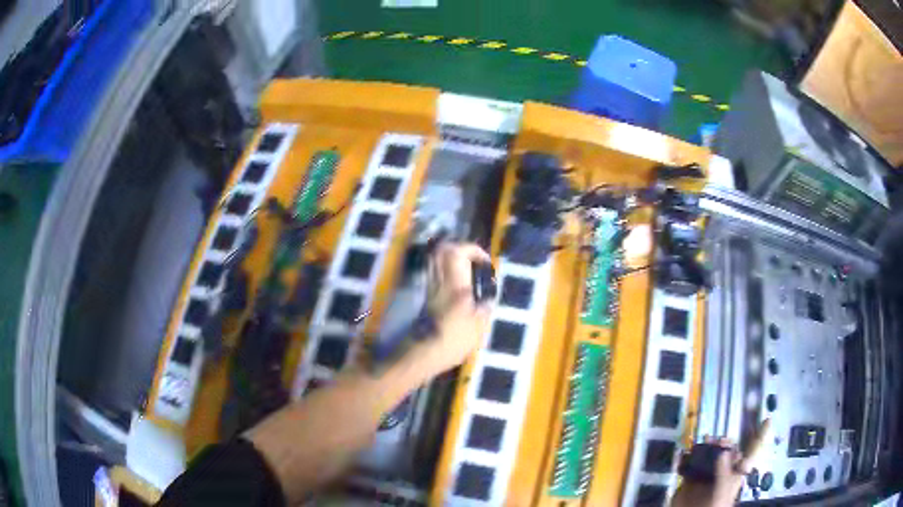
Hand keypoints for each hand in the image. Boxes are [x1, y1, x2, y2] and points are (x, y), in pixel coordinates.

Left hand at [418, 242, 492, 375]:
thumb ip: (485, 307)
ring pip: (436, 261)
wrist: (424, 353)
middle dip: (460, 249)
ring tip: (468, 272)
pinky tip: (458, 286)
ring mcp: (430, 288)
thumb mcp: (479, 326)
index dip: (473, 250)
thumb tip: (488, 299)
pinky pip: (435, 274)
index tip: (485, 262)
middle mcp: (440, 281)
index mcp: (455, 284)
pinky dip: (446, 272)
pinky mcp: (426, 298)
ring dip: (451, 259)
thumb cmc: (454, 339)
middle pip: (442, 251)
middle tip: (475, 261)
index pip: (457, 252)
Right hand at [671, 420, 770, 506]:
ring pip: (709, 454)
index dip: (760, 435)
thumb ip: (724, 471)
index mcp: (736, 473)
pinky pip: (689, 464)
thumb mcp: (722, 491)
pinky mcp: (690, 479)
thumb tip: (723, 450)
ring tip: (703, 440)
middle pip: (728, 450)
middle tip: (718, 441)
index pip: (752, 451)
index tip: (767, 419)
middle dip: (724, 442)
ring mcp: (707, 475)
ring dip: (706, 445)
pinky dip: (686, 457)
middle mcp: (723, 471)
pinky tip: (685, 453)